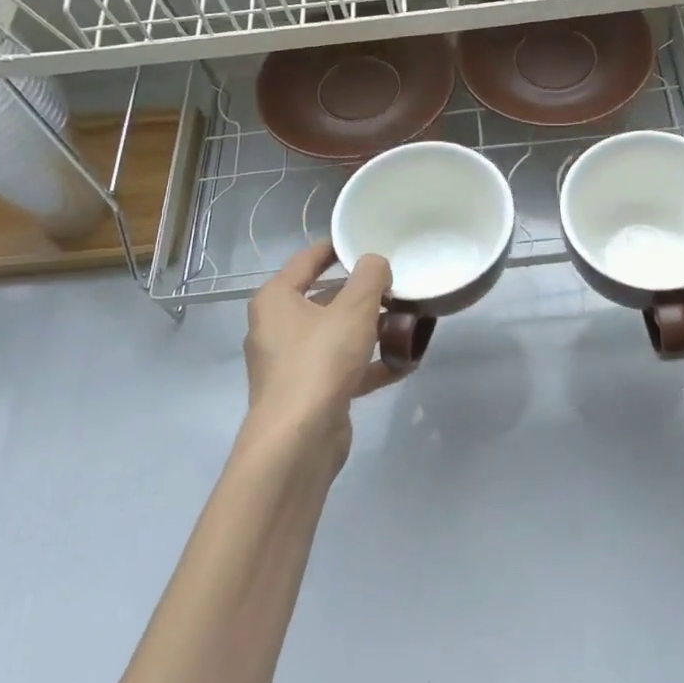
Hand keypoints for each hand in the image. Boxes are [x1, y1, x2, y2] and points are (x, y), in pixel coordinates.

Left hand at [241, 241, 395, 469]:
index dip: (336, 248)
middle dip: (362, 294)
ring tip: (407, 324)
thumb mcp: (354, 309)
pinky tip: (403, 364)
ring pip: (335, 335)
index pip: (306, 260)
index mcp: (276, 299)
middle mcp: (277, 328)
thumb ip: (370, 277)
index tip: (366, 242)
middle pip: (324, 299)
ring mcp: (290, 363)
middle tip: (397, 288)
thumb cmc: (320, 361)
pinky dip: (368, 364)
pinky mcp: (307, 392)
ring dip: (370, 330)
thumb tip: (375, 263)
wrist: (299, 439)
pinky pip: (342, 368)